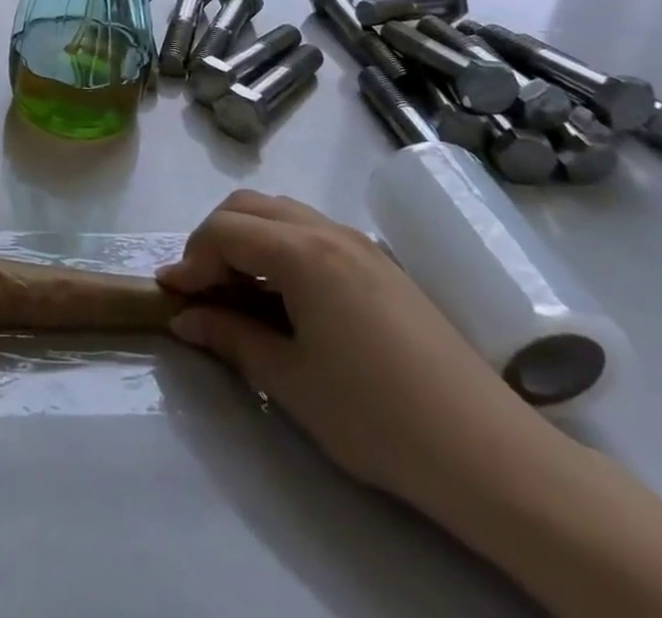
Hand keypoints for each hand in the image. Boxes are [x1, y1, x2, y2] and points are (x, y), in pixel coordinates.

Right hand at [158, 190, 547, 504]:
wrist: (488, 454)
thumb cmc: (377, 417)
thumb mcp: (291, 381)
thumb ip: (231, 339)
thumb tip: (185, 320)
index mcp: (302, 252)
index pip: (224, 230)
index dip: (191, 259)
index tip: (173, 296)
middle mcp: (328, 230)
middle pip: (249, 206)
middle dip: (214, 238)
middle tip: (202, 288)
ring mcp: (359, 242)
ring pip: (282, 212)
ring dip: (248, 238)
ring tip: (239, 291)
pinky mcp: (381, 263)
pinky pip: (312, 231)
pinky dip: (281, 246)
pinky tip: (285, 296)